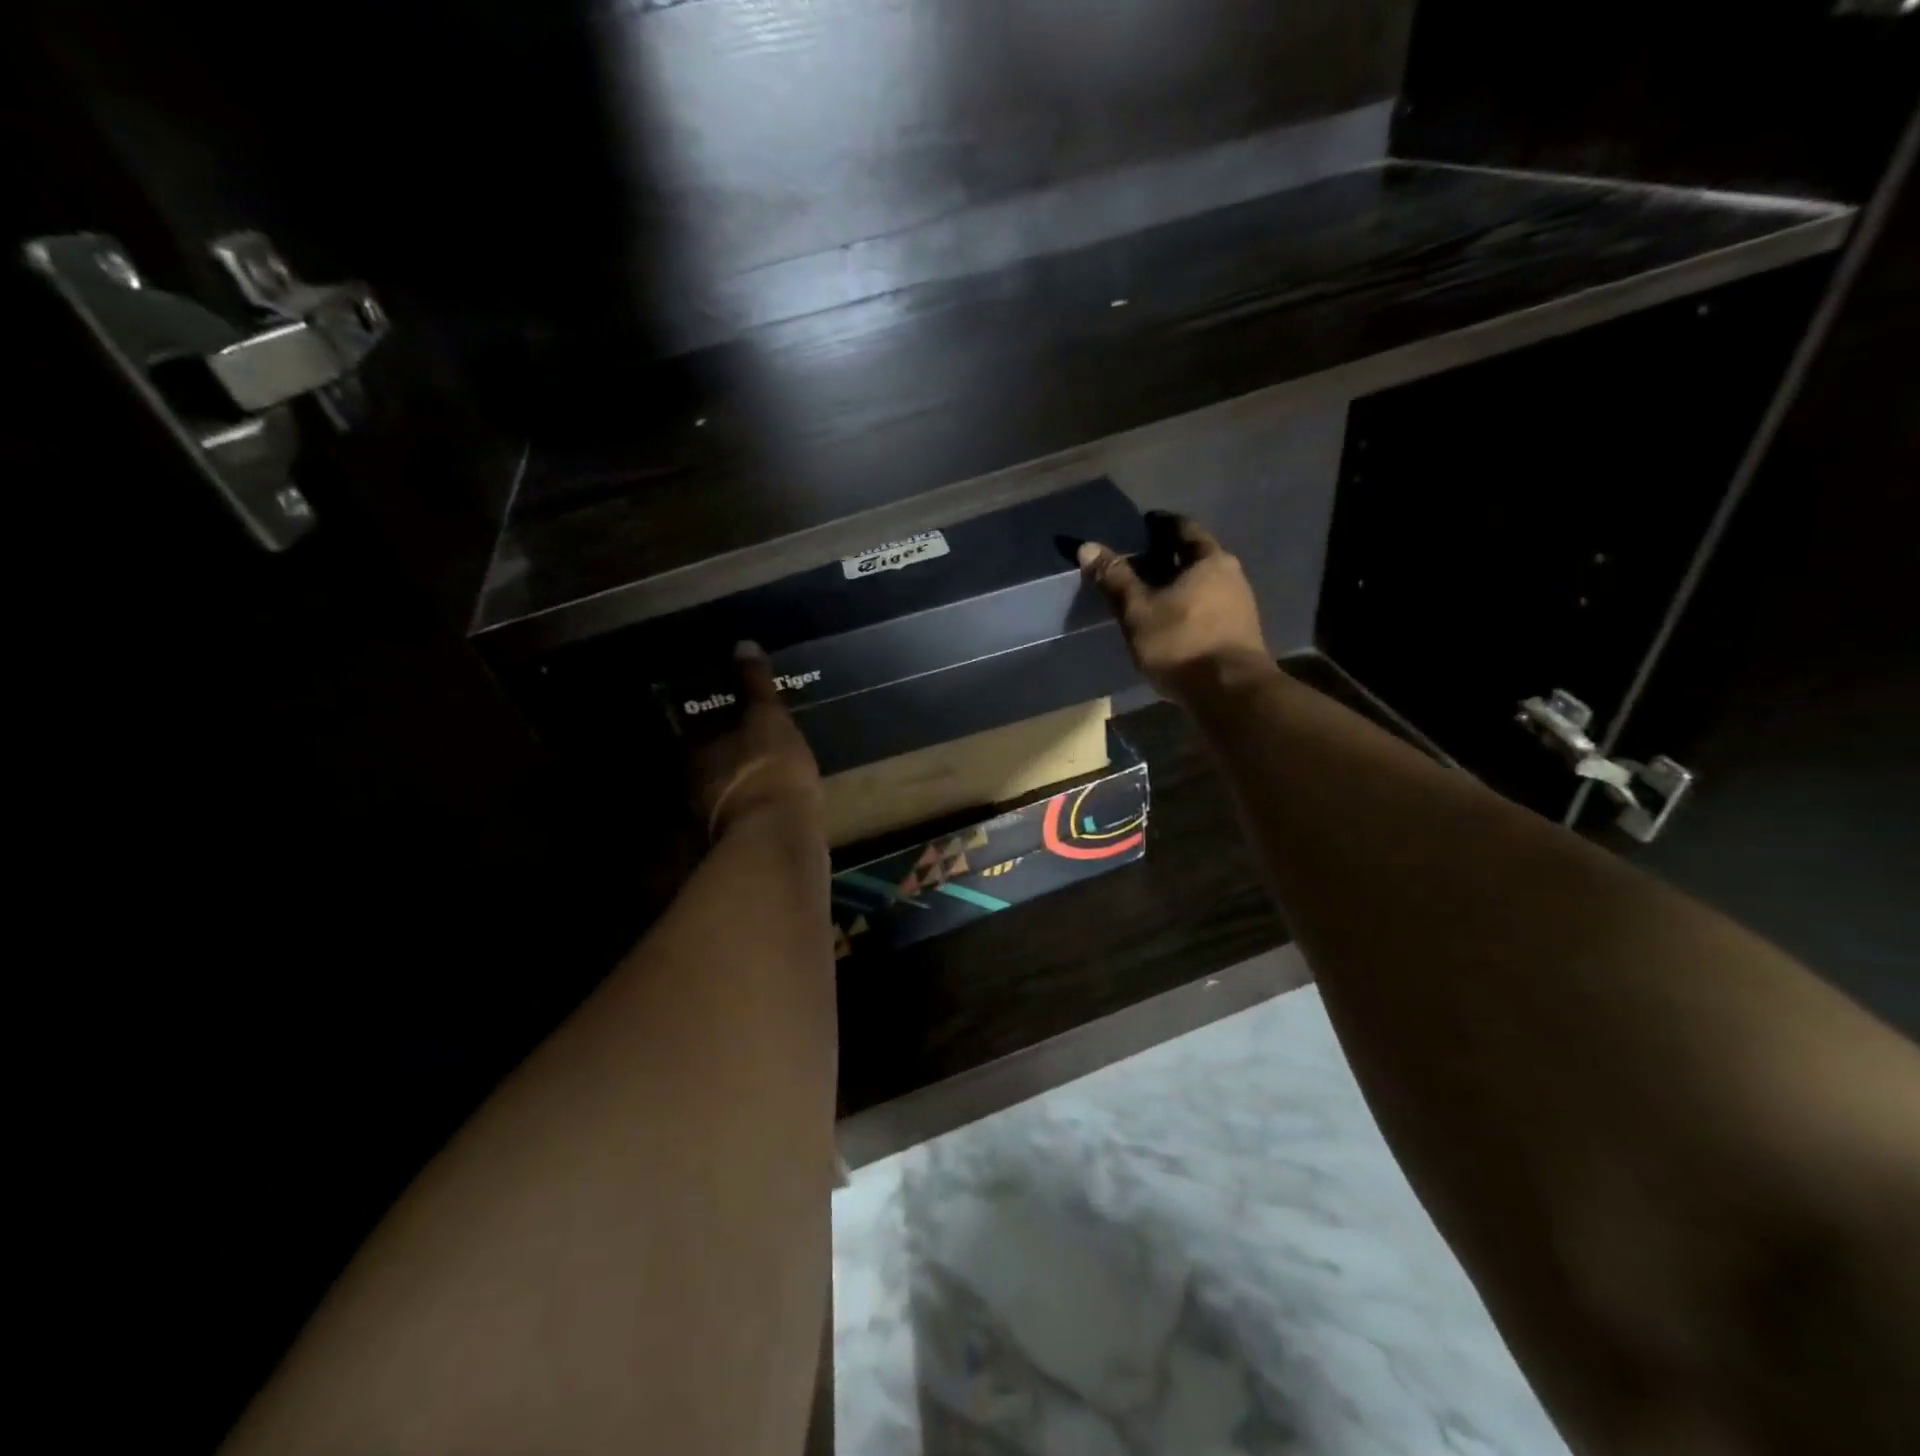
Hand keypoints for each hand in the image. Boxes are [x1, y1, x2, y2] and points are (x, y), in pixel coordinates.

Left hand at [690, 642, 824, 840]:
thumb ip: (755, 684)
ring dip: (733, 784)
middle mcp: (693, 786)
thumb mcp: (768, 718)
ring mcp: (709, 820)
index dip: (707, 718)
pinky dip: (748, 810)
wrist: (778, 838)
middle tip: (744, 741)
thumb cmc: (769, 768)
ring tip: (759, 773)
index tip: (723, 710)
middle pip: (702, 762)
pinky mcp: (732, 845)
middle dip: (719, 753)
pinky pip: (738, 819)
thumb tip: (742, 644)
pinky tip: (768, 807)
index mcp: (696, 751)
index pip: (693, 728)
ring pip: (717, 793)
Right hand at [1077, 514, 1274, 702]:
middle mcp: (1231, 576)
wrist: (1230, 693)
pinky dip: (1189, 608)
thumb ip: (1115, 578)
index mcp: (1210, 560)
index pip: (1184, 529)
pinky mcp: (1240, 635)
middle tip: (1140, 560)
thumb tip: (1087, 547)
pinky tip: (1172, 621)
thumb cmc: (1181, 643)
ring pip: (1204, 585)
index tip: (1144, 524)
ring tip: (1152, 592)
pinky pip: (1209, 609)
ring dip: (1181, 585)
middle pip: (1197, 557)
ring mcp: (1241, 606)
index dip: (1162, 524)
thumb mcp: (1138, 610)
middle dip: (1170, 557)